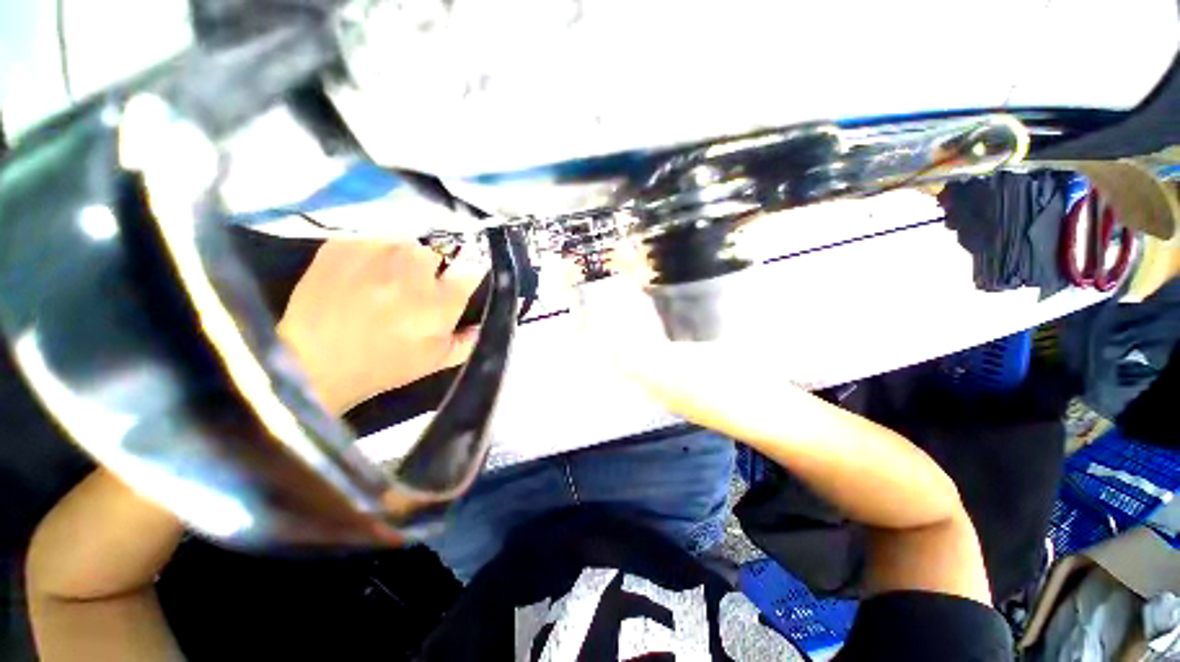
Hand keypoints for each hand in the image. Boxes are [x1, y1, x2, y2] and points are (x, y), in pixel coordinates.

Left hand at [278, 240, 486, 414]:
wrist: (315, 363)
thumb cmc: (384, 365)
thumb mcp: (437, 360)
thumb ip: (468, 340)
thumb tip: (482, 323)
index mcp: (441, 299)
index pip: (472, 267)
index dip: (468, 271)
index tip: (460, 278)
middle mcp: (414, 269)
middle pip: (438, 249)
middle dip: (433, 265)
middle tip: (416, 284)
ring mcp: (377, 253)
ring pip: (406, 240)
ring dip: (403, 256)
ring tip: (387, 277)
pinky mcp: (345, 244)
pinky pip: (372, 237)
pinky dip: (373, 251)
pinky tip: (362, 272)